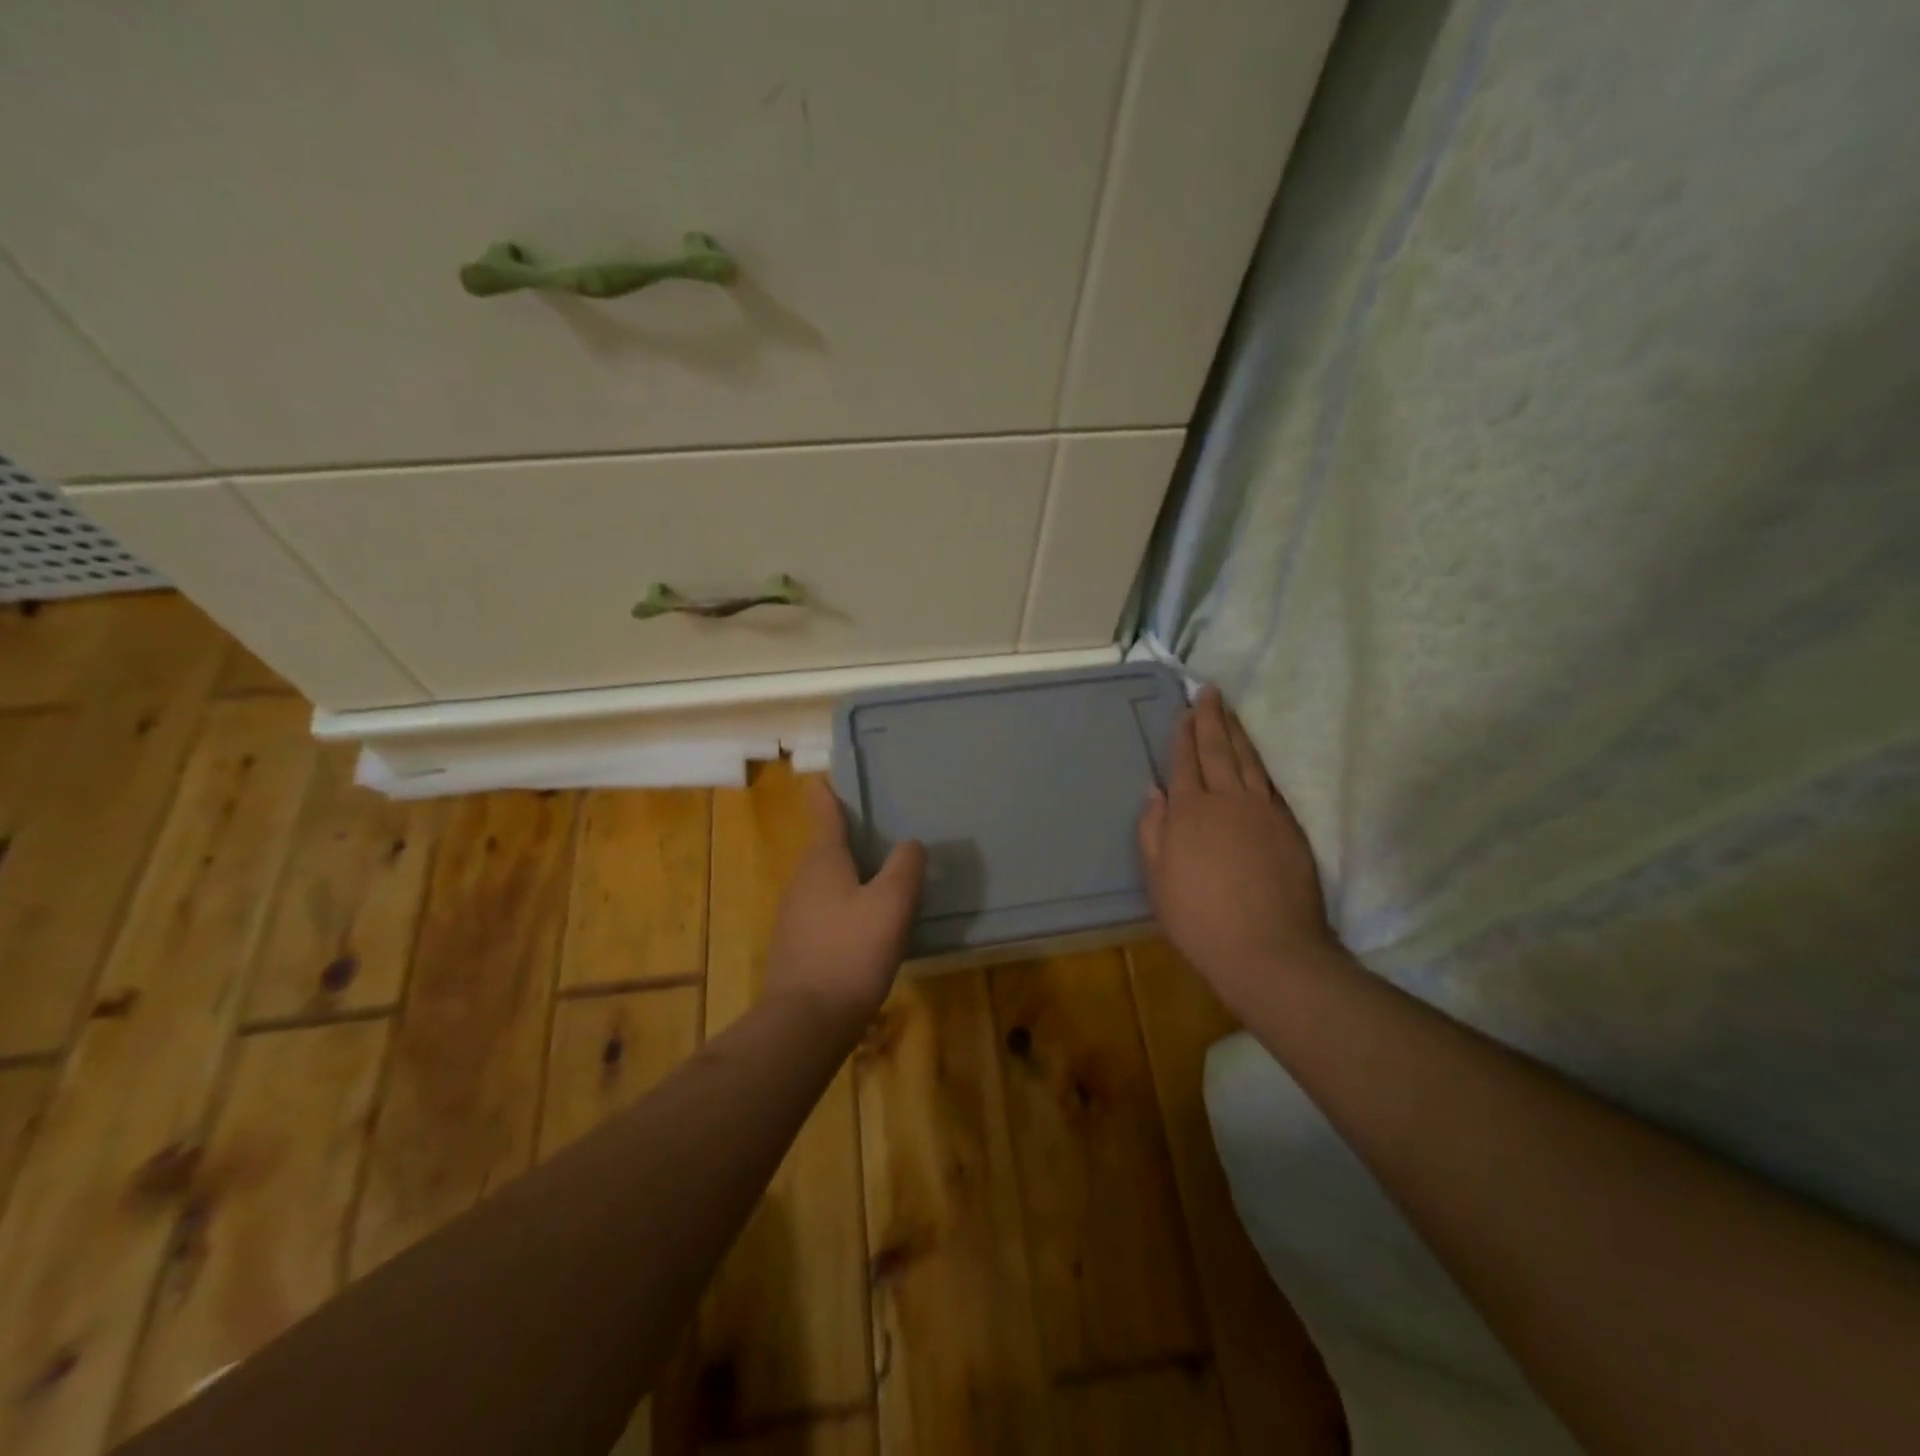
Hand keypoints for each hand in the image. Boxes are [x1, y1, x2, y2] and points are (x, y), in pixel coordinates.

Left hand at [766, 777, 926, 1022]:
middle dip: (848, 838)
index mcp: (823, 861)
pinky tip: (867, 925)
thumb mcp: (891, 904)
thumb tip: (910, 844)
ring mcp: (794, 915)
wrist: (805, 1022)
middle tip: (881, 831)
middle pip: (826, 848)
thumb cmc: (851, 952)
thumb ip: (905, 867)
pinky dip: (844, 905)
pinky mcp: (796, 946)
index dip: (827, 794)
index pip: (824, 814)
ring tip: (882, 877)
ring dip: (849, 874)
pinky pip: (824, 911)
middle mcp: (802, 881)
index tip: (823, 776)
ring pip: (825, 882)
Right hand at [1138, 686, 1336, 1013]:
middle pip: (1218, 750)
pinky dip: (1260, 763)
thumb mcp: (1158, 880)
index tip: (1185, 710)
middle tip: (1211, 693)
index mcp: (1190, 811)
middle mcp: (1228, 800)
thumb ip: (1153, 831)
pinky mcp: (1290, 826)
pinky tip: (1256, 757)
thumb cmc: (1200, 919)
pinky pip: (1270, 783)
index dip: (1184, 734)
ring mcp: (1264, 811)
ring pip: (1249, 760)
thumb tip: (1154, 791)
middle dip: (1212, 719)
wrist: (1269, 950)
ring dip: (1238, 733)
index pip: (1185, 762)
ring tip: (1231, 712)